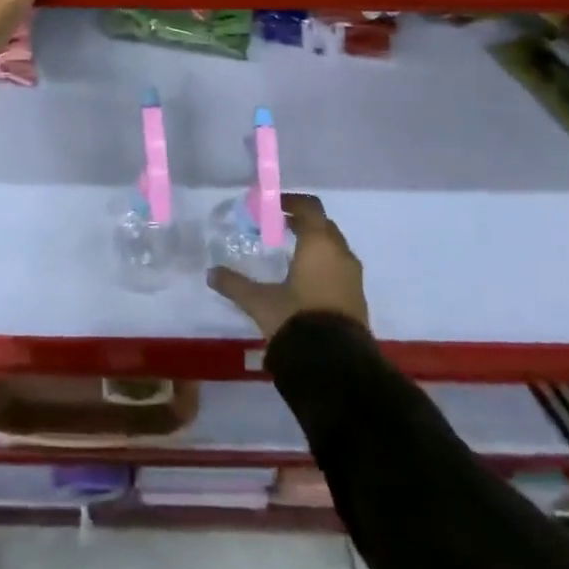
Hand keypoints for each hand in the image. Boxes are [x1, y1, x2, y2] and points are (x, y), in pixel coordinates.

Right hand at [207, 194, 368, 339]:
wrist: (336, 366)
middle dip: (303, 222)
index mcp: (319, 244)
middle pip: (323, 225)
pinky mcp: (358, 298)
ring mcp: (353, 276)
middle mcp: (340, 253)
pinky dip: (324, 264)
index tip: (273, 206)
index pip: (309, 207)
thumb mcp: (260, 302)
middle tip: (279, 227)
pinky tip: (306, 280)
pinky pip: (340, 268)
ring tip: (291, 254)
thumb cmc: (297, 320)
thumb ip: (235, 284)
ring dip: (315, 244)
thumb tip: (210, 273)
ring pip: (334, 247)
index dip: (291, 202)